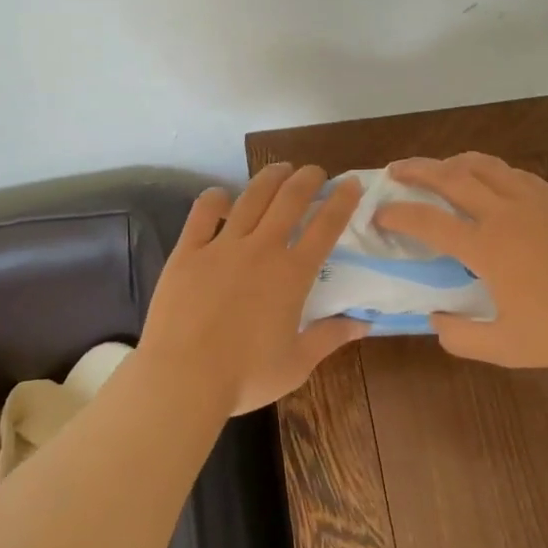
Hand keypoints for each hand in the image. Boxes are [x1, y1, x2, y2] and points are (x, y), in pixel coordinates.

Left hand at [139, 164, 367, 416]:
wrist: (183, 378)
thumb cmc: (245, 376)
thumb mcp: (297, 363)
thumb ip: (330, 337)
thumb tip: (364, 324)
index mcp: (292, 275)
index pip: (326, 227)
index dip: (342, 201)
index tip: (351, 183)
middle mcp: (261, 250)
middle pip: (289, 200)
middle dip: (307, 179)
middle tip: (315, 171)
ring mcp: (222, 247)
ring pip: (250, 198)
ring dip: (269, 179)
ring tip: (279, 169)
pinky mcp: (188, 252)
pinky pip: (202, 214)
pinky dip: (214, 199)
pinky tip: (221, 195)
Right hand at [375, 153, 547, 367]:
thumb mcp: (508, 347)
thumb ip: (463, 337)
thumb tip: (436, 321)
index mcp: (485, 246)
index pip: (428, 222)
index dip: (397, 215)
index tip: (378, 213)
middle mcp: (503, 212)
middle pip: (450, 177)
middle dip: (417, 171)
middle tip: (395, 170)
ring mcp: (533, 199)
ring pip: (483, 166)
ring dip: (452, 162)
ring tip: (438, 167)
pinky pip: (512, 172)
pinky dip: (488, 169)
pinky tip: (489, 178)